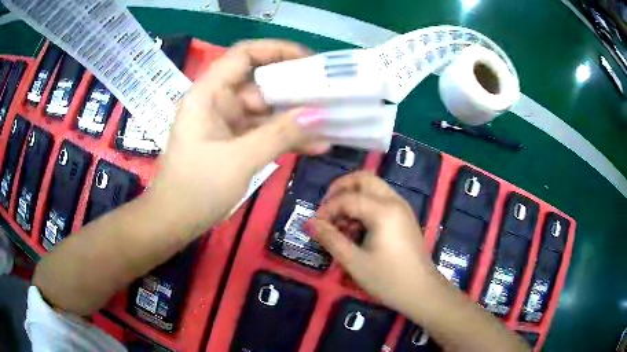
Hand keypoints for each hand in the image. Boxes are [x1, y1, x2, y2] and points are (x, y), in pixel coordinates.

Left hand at [149, 40, 329, 239]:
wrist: (174, 221)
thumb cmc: (195, 189)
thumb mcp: (239, 160)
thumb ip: (279, 134)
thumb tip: (319, 114)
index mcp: (208, 94)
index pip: (244, 55)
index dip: (277, 50)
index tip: (310, 60)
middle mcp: (218, 102)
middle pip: (260, 82)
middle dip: (295, 88)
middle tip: (330, 95)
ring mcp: (226, 123)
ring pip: (265, 110)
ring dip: (295, 117)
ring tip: (331, 122)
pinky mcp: (233, 142)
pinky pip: (264, 132)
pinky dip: (286, 137)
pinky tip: (315, 145)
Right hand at [308, 171, 441, 314]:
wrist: (422, 292)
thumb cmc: (388, 279)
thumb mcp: (354, 262)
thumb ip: (330, 239)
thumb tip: (309, 223)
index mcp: (383, 210)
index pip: (347, 198)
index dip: (327, 209)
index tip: (316, 226)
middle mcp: (394, 201)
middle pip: (363, 179)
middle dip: (341, 190)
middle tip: (327, 211)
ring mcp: (402, 208)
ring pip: (373, 188)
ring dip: (353, 198)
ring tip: (342, 226)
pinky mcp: (404, 217)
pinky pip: (381, 200)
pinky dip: (365, 206)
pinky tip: (357, 230)